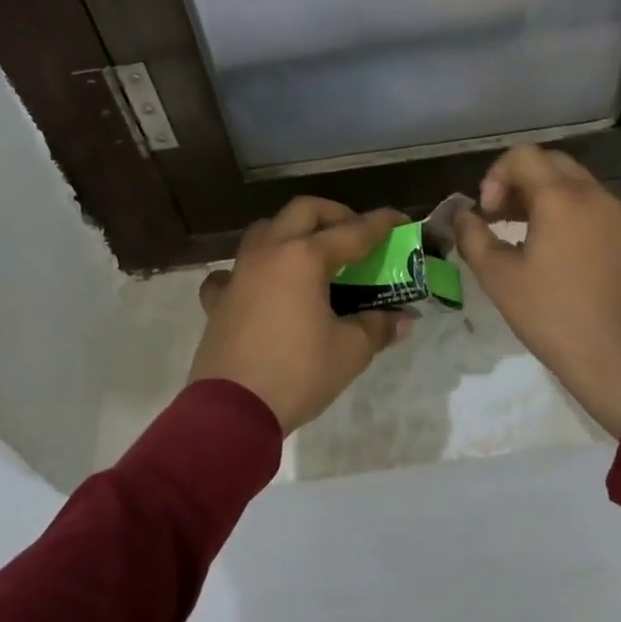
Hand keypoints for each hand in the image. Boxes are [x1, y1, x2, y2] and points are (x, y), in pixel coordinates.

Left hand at [191, 198, 414, 433]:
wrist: (232, 410)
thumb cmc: (297, 373)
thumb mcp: (349, 351)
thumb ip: (377, 326)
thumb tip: (402, 319)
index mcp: (305, 257)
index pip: (353, 231)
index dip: (380, 224)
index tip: (399, 219)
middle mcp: (270, 252)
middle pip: (304, 211)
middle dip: (334, 214)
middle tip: (353, 233)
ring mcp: (239, 272)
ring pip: (265, 230)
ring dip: (291, 231)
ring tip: (310, 253)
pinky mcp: (218, 298)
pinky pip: (232, 271)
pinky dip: (249, 271)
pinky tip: (258, 287)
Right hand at [455, 145, 620, 436]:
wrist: (617, 360)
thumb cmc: (552, 316)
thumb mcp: (498, 277)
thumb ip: (473, 236)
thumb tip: (462, 216)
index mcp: (562, 197)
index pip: (523, 157)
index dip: (495, 177)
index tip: (487, 214)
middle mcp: (594, 195)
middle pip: (550, 163)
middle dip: (517, 181)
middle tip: (498, 216)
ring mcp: (616, 216)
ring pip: (572, 183)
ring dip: (541, 195)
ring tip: (519, 233)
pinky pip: (590, 206)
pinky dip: (565, 211)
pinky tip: (551, 250)